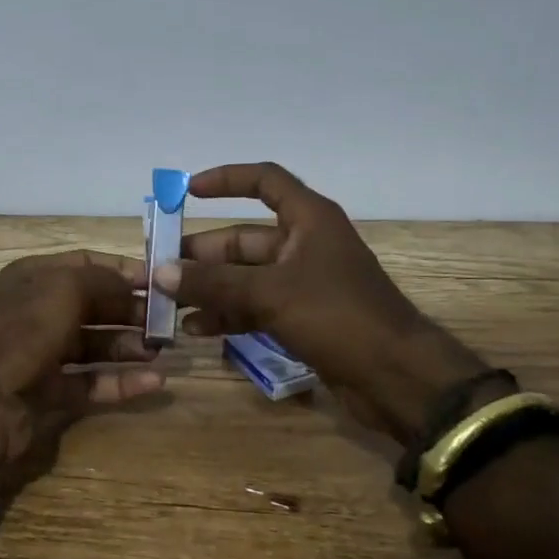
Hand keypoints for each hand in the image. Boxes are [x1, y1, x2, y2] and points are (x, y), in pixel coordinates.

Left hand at [0, 250, 166, 463]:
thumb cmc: (22, 328)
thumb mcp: (65, 288)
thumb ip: (103, 280)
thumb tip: (134, 281)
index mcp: (34, 278)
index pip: (84, 264)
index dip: (121, 270)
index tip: (159, 280)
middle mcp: (37, 312)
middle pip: (92, 306)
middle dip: (129, 310)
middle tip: (167, 321)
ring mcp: (41, 354)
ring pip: (93, 345)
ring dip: (127, 346)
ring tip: (162, 350)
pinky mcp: (48, 393)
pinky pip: (90, 383)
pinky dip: (119, 383)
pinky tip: (153, 383)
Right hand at [155, 163, 496, 445]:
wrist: (398, 378)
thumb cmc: (339, 316)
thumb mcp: (271, 294)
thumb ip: (214, 283)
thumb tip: (159, 272)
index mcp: (308, 220)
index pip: (264, 181)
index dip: (226, 180)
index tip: (187, 191)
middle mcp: (304, 244)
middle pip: (243, 238)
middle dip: (202, 254)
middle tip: (160, 270)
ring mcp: (303, 283)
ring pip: (245, 276)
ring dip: (210, 289)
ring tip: (169, 304)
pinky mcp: (302, 317)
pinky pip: (255, 307)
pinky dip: (228, 315)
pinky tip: (197, 330)